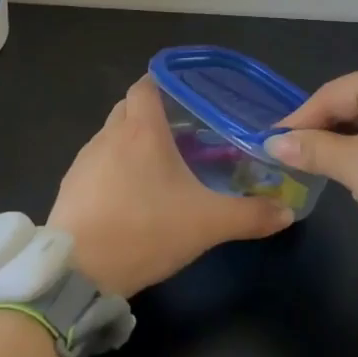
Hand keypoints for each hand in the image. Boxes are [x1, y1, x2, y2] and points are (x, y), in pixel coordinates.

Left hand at [47, 77, 294, 298]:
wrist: (78, 272)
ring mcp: (85, 160)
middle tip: (181, 135)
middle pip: (128, 107)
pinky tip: (129, 198)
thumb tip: (287, 212)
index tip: (186, 97)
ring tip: (157, 168)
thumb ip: (250, 216)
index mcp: (142, 130)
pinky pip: (96, 164)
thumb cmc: (146, 231)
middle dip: (151, 114)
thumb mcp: (207, 224)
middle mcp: (109, 135)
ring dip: (131, 143)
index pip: (146, 85)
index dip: (164, 84)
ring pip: (111, 135)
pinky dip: (113, 169)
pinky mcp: (70, 186)